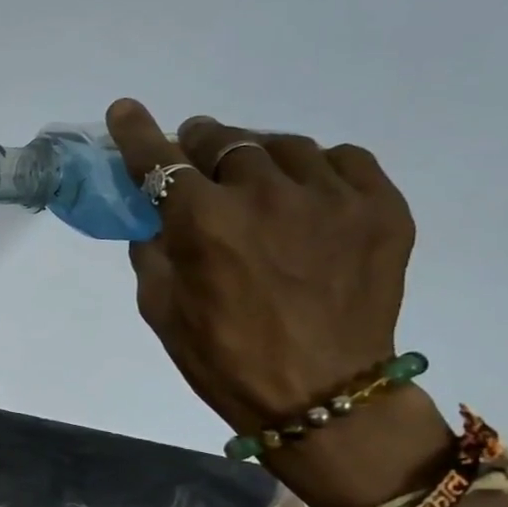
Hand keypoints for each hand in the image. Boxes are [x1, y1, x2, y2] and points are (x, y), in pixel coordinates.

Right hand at [107, 100, 449, 506]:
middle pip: (224, 142)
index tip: (126, 110)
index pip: (159, 160)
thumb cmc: (224, 358)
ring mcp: (330, 198)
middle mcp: (265, 195)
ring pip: (283, 146)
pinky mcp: (381, 209)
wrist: (323, 396)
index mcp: (204, 223)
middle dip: (199, 146)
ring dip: (256, 157)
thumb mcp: (160, 308)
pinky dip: (317, 168)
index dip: (137, 133)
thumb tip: (154, 217)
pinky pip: (344, 160)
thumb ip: (152, 251)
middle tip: (194, 160)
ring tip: (252, 181)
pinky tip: (307, 193)